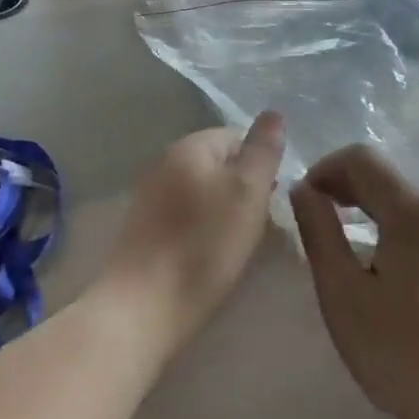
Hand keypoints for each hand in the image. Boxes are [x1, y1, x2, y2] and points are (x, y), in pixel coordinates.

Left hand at [89, 112, 285, 361]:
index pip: (237, 136)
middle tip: (261, 223)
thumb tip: (274, 113)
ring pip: (203, 190)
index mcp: (189, 146)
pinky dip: (203, 228)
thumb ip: (263, 150)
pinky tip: (210, 253)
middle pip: (219, 163)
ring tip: (239, 242)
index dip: (262, 164)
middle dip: (244, 188)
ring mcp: (150, 194)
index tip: (274, 199)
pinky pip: (185, 214)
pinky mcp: (144, 227)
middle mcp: (164, 161)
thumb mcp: (248, 192)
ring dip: (225, 209)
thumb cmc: (204, 244)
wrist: (144, 305)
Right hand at [291, 145, 418, 418]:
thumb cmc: (404, 355)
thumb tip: (304, 190)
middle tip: (318, 220)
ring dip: (371, 207)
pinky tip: (386, 265)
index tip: (304, 200)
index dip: (325, 168)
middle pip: (386, 176)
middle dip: (346, 187)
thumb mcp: (343, 295)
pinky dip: (397, 226)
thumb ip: (319, 231)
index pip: (361, 157)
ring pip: (407, 199)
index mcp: (413, 210)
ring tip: (347, 243)